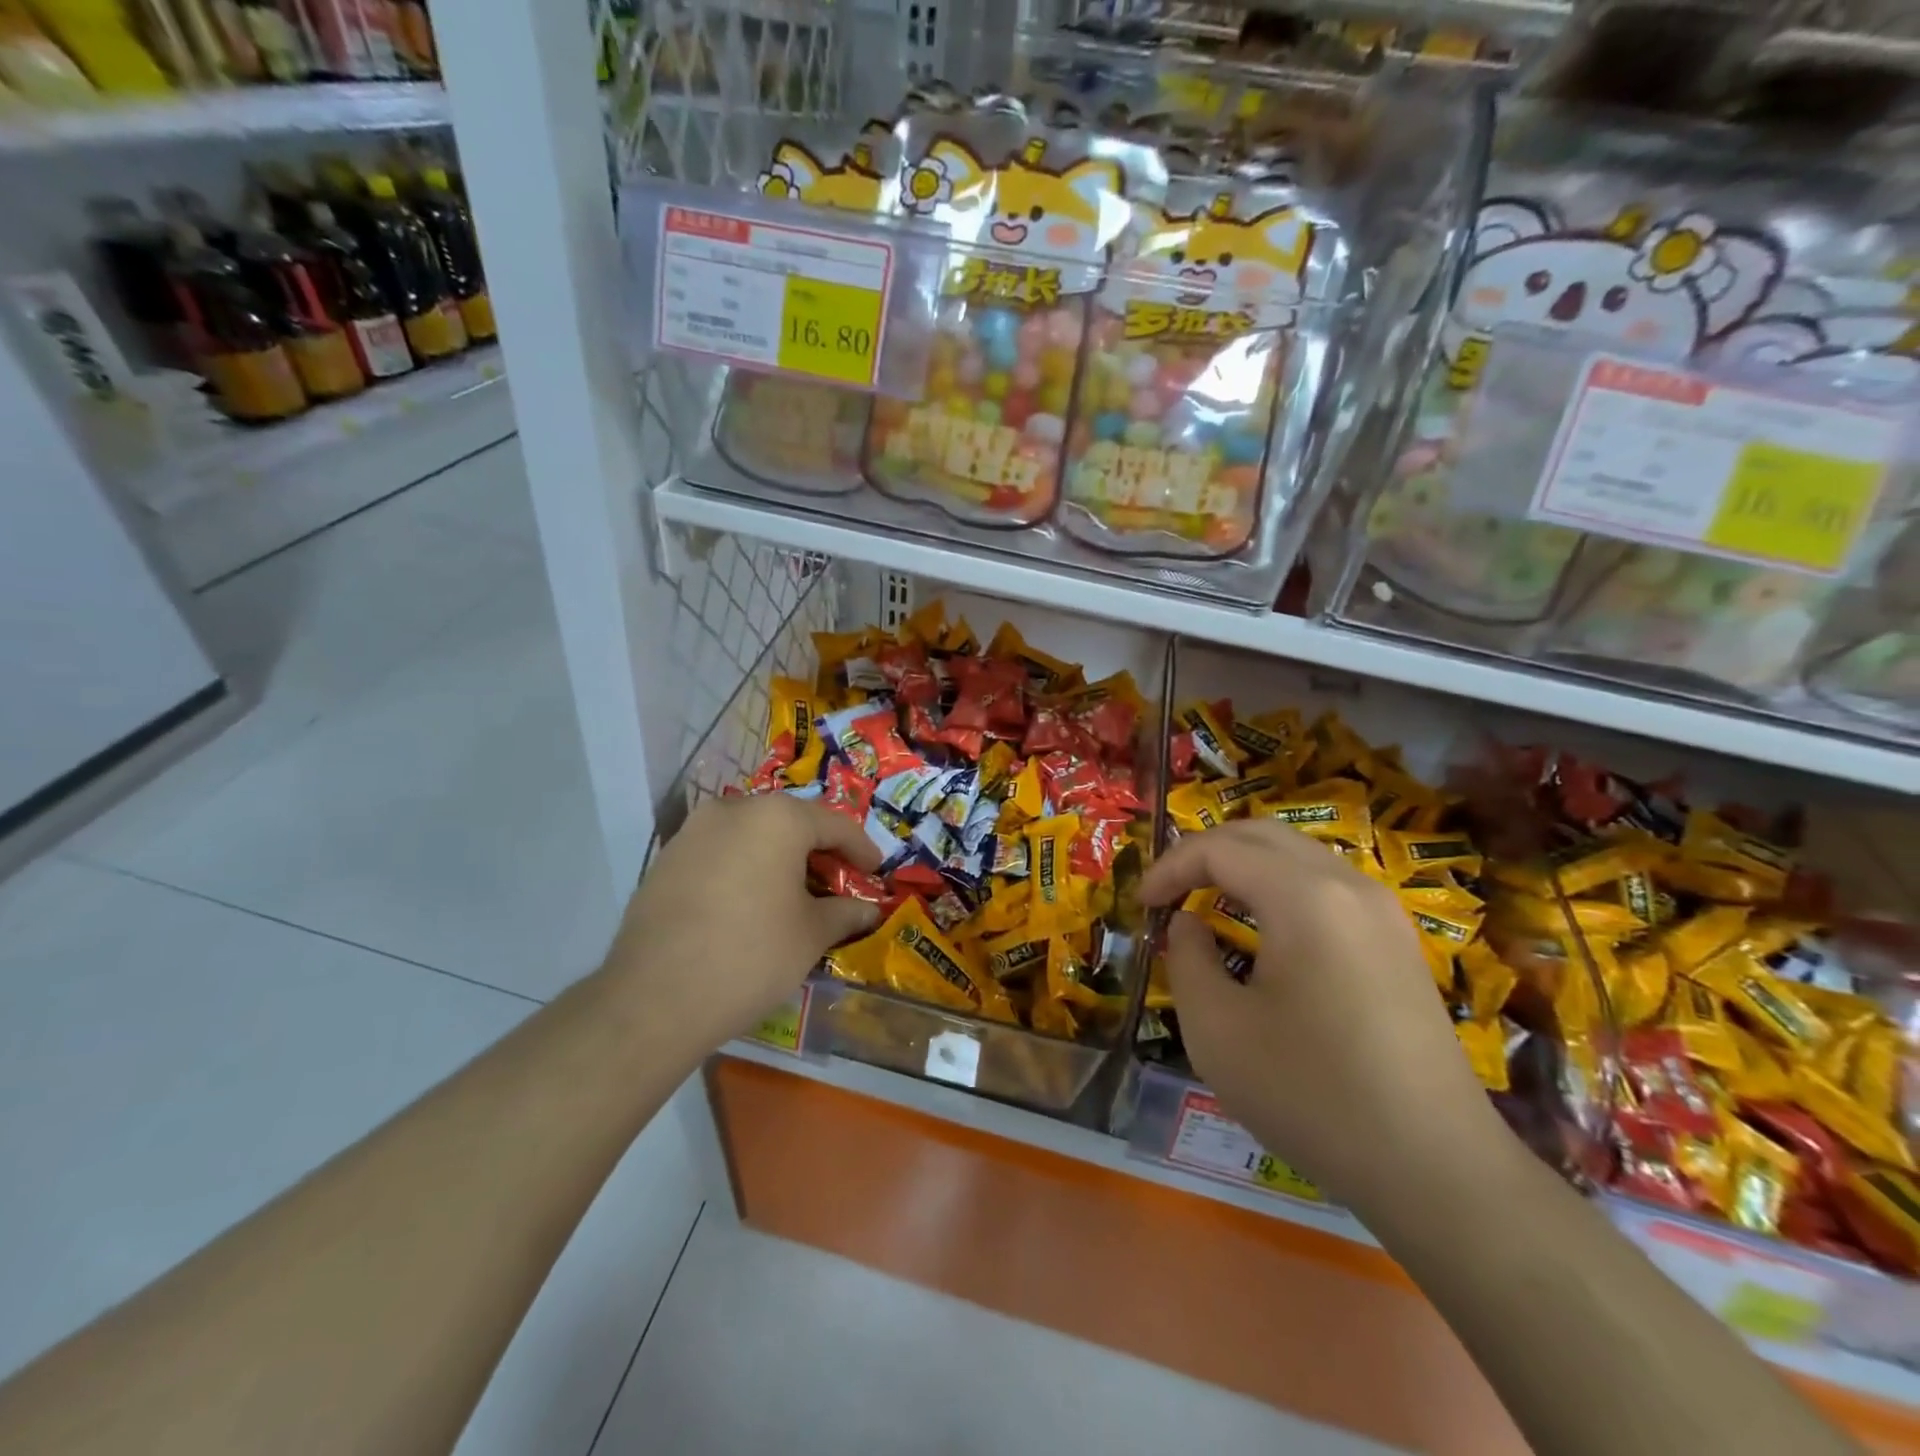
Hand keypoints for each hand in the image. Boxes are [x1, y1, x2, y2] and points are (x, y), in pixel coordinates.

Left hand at [599, 795, 881, 1051]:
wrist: (654, 998)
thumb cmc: (751, 956)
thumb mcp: (811, 935)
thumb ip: (845, 913)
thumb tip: (868, 910)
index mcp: (777, 818)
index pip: (835, 824)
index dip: (861, 848)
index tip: (875, 872)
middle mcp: (734, 809)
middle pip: (790, 823)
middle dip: (818, 850)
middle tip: (837, 882)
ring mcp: (693, 831)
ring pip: (752, 834)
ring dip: (778, 857)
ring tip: (793, 894)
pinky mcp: (666, 858)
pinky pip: (720, 852)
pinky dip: (744, 867)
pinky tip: (749, 903)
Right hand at [1141, 820, 1504, 1211]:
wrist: (1436, 1168)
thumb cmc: (1311, 1094)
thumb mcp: (1216, 1030)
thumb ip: (1186, 958)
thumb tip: (1189, 924)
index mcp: (1303, 897)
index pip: (1219, 848)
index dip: (1169, 867)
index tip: (1140, 904)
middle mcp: (1348, 886)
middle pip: (1262, 834)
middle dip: (1205, 852)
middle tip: (1169, 891)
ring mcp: (1382, 912)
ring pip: (1298, 855)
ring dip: (1245, 866)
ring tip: (1209, 903)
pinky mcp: (1398, 942)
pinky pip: (1326, 885)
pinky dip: (1280, 887)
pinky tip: (1265, 930)